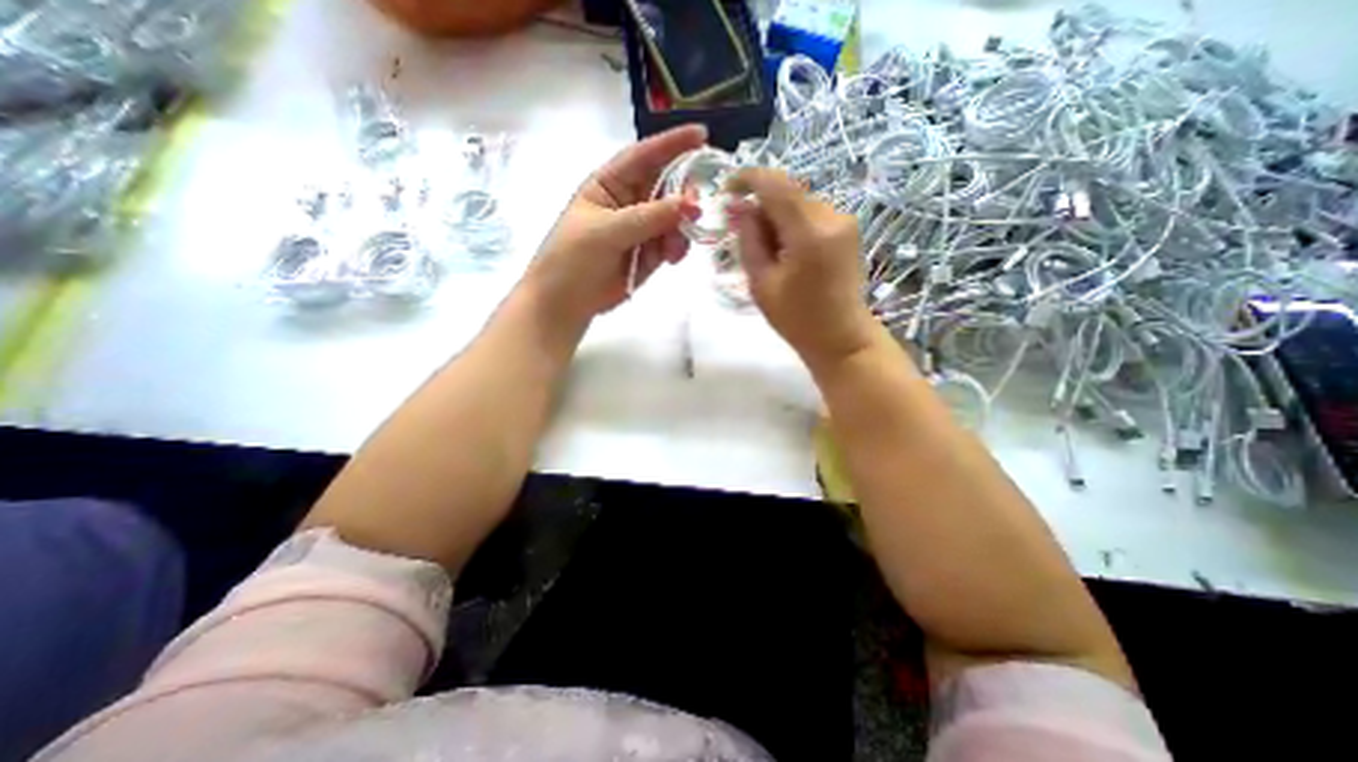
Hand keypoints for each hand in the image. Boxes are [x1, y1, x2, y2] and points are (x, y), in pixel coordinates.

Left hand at [522, 121, 703, 323]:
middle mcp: (628, 202)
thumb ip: (649, 218)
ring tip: (673, 250)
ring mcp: (641, 229)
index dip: (672, 144)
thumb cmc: (573, 258)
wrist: (566, 303)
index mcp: (609, 184)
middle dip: (683, 195)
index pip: (644, 156)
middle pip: (665, 186)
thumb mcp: (607, 232)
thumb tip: (691, 205)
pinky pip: (673, 242)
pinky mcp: (649, 253)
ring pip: (674, 218)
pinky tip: (671, 258)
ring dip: (680, 229)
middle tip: (695, 210)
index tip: (703, 135)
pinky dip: (677, 248)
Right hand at [728, 167, 875, 367]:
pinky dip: (792, 224)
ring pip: (799, 202)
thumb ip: (749, 240)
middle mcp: (832, 216)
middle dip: (761, 205)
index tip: (727, 189)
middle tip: (744, 234)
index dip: (748, 179)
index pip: (775, 185)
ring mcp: (844, 221)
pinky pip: (811, 214)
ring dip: (777, 216)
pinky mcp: (847, 229)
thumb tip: (741, 208)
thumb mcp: (761, 283)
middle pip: (787, 192)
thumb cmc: (797, 319)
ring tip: (768, 252)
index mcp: (809, 233)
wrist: (841, 337)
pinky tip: (787, 251)